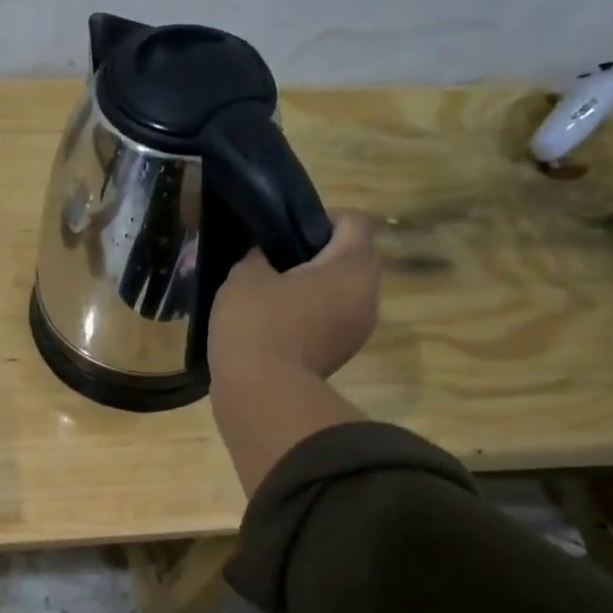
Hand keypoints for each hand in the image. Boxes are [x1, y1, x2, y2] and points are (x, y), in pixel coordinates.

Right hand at [208, 208, 380, 384]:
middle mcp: (368, 294)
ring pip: (342, 292)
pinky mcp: (342, 354)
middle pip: (352, 257)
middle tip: (276, 261)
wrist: (261, 394)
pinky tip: (276, 322)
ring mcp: (359, 329)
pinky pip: (332, 319)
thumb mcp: (244, 276)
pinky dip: (311, 314)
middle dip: (318, 254)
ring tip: (273, 294)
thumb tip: (265, 257)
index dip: (319, 217)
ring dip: (315, 288)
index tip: (285, 231)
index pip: (353, 221)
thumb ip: (258, 255)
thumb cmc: (257, 324)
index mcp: (352, 266)